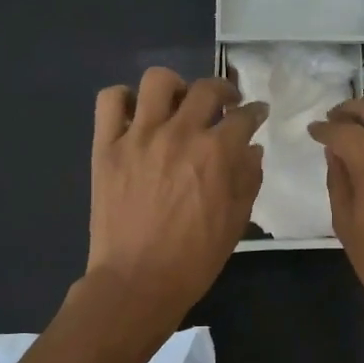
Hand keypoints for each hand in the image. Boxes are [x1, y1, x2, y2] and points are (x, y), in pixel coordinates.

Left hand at [86, 68, 267, 321]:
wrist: (138, 281)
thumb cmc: (194, 258)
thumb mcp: (236, 221)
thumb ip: (248, 178)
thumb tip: (252, 149)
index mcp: (216, 152)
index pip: (244, 116)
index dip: (256, 112)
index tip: (257, 114)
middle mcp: (179, 133)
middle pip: (206, 89)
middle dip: (224, 91)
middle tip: (225, 104)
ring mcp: (139, 136)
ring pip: (158, 81)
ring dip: (175, 87)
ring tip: (177, 104)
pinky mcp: (107, 146)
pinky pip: (111, 101)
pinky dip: (125, 100)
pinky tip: (137, 116)